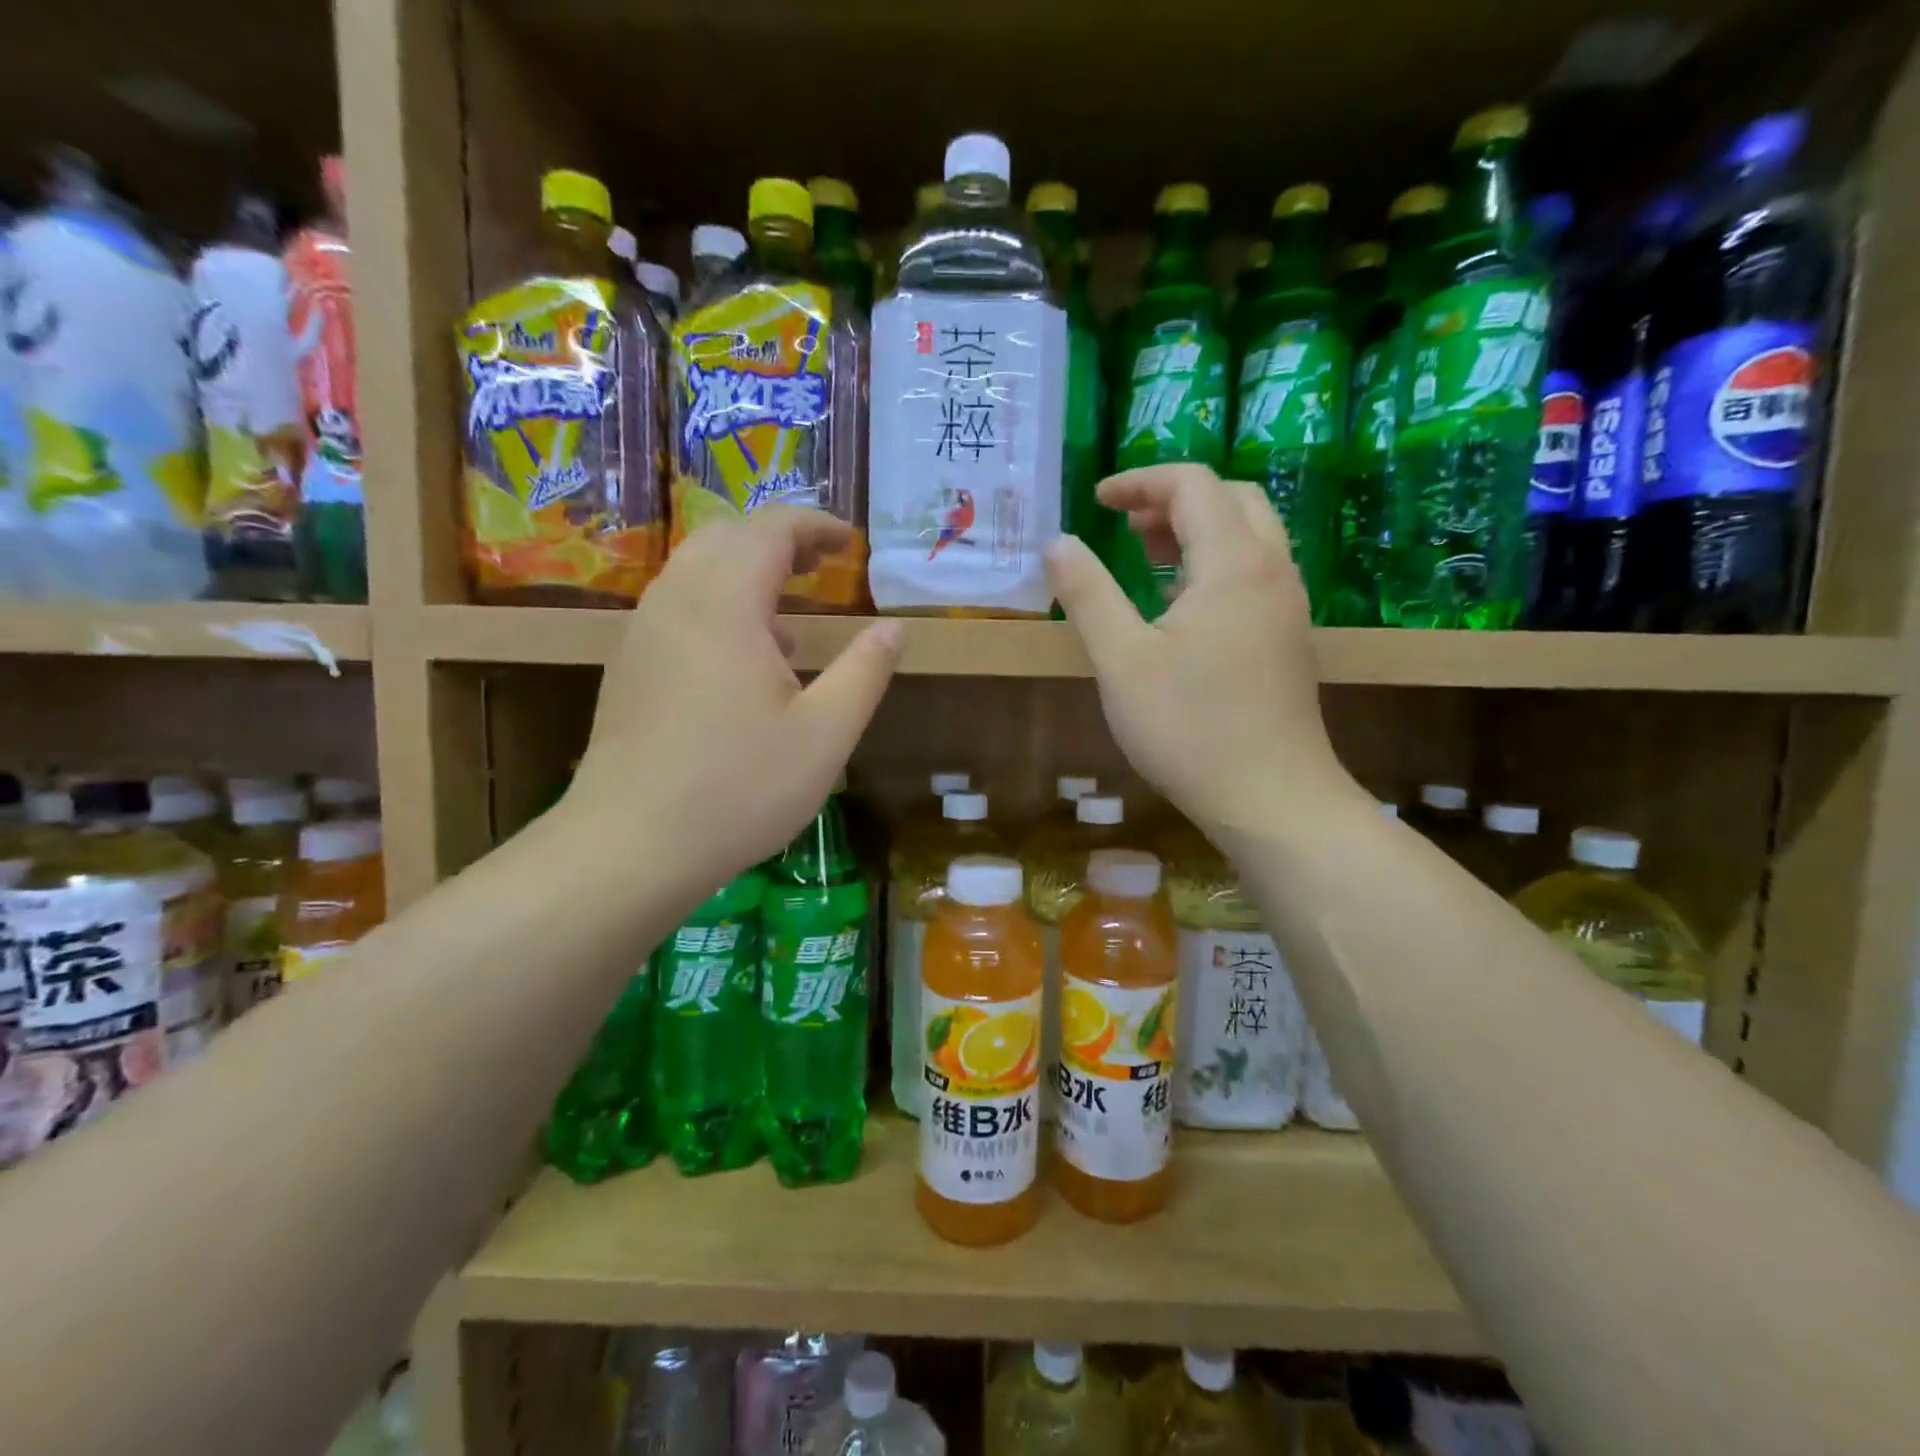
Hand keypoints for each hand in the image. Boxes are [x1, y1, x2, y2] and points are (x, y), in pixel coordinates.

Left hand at [566, 507, 901, 892]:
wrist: (630, 845)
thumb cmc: (739, 788)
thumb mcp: (825, 734)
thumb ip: (864, 671)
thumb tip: (894, 628)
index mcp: (724, 605)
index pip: (769, 530)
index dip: (814, 525)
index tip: (851, 543)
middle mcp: (675, 602)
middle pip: (725, 538)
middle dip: (778, 540)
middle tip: (822, 566)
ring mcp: (643, 634)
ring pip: (695, 571)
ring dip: (745, 572)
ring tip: (790, 616)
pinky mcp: (629, 666)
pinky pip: (677, 607)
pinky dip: (718, 605)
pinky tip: (744, 662)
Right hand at [1045, 465, 1357, 832]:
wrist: (1271, 798)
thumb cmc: (1189, 728)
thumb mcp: (1121, 660)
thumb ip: (1087, 594)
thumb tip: (1057, 542)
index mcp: (1233, 563)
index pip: (1193, 485)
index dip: (1140, 482)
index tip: (1097, 502)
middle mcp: (1271, 570)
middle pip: (1232, 498)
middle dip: (1174, 498)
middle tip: (1126, 525)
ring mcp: (1288, 605)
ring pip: (1250, 535)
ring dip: (1198, 528)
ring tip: (1146, 554)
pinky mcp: (1289, 637)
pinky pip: (1255, 571)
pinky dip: (1215, 562)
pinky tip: (1180, 604)